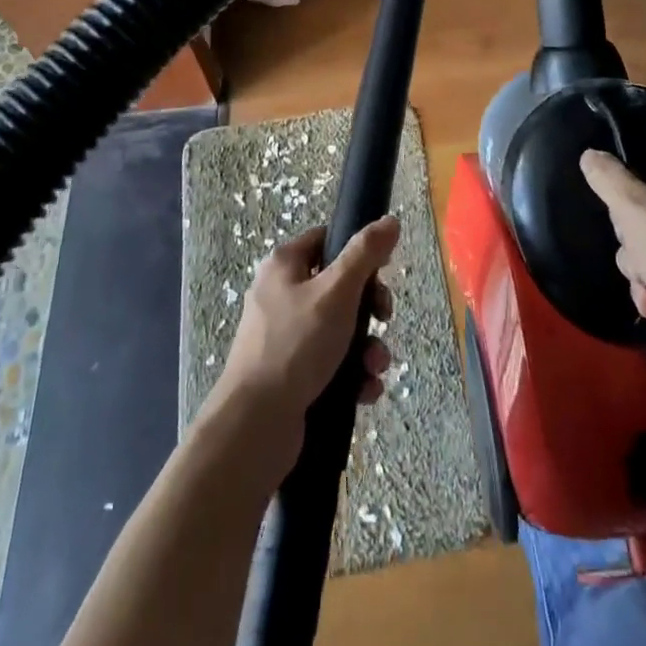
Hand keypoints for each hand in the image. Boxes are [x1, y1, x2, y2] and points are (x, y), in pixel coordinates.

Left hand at [209, 217, 399, 469]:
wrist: (255, 425)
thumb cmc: (296, 345)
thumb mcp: (337, 292)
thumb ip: (365, 254)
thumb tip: (390, 220)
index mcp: (284, 265)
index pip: (326, 239)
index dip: (358, 250)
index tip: (384, 268)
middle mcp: (281, 295)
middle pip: (339, 287)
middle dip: (370, 309)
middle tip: (384, 319)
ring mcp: (284, 337)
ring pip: (340, 330)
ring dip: (367, 348)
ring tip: (375, 368)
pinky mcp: (291, 374)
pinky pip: (331, 364)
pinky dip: (352, 375)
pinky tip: (364, 391)